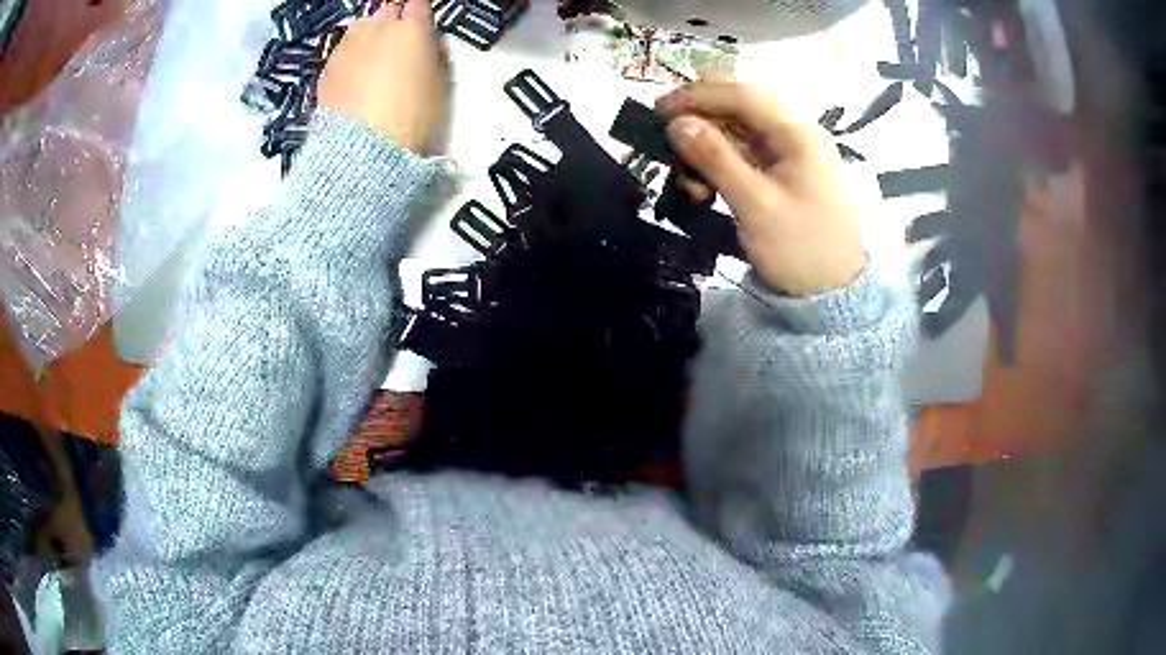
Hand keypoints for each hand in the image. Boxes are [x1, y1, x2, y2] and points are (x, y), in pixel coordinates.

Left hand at [318, 0, 447, 152]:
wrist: (362, 150)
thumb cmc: (411, 118)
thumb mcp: (439, 86)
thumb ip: (434, 56)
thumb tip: (429, 45)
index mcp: (411, 29)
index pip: (418, 5)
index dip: (420, 16)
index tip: (422, 26)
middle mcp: (377, 30)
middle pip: (387, 12)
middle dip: (393, 23)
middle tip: (398, 44)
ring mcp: (347, 47)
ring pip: (360, 29)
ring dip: (369, 37)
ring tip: (372, 61)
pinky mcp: (327, 69)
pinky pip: (342, 53)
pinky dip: (350, 59)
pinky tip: (354, 79)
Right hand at [656, 81, 865, 296]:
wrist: (837, 294)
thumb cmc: (802, 249)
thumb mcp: (756, 206)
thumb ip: (716, 159)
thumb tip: (677, 123)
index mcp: (797, 133)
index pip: (742, 94)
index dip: (697, 95)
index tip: (657, 109)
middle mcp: (795, 133)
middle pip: (740, 107)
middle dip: (700, 119)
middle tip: (665, 138)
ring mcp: (791, 153)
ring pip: (739, 131)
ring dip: (707, 147)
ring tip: (688, 181)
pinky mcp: (785, 173)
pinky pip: (745, 155)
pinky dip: (720, 165)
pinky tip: (704, 188)